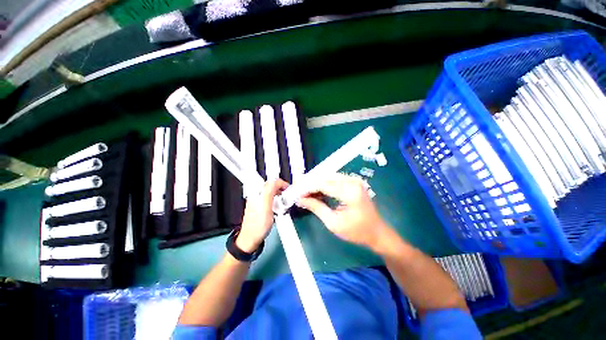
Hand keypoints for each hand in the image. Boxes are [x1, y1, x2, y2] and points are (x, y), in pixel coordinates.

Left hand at [236, 179, 288, 252]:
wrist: (251, 238)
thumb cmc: (258, 225)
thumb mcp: (266, 206)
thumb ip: (270, 191)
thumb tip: (276, 181)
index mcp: (257, 192)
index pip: (272, 180)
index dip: (282, 184)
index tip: (288, 190)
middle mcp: (257, 194)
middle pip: (272, 185)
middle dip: (281, 190)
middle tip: (286, 198)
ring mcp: (258, 200)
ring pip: (272, 192)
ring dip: (279, 197)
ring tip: (282, 205)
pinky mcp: (260, 206)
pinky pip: (271, 199)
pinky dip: (276, 202)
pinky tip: (277, 209)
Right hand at [297, 173, 389, 249]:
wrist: (377, 232)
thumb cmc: (356, 231)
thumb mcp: (333, 223)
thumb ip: (316, 208)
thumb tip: (300, 199)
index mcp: (349, 191)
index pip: (322, 184)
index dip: (307, 188)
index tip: (296, 194)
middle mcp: (352, 181)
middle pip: (325, 178)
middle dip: (310, 185)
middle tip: (299, 193)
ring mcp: (354, 180)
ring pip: (328, 177)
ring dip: (316, 184)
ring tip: (306, 193)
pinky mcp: (354, 182)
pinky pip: (335, 179)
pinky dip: (324, 185)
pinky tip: (318, 192)